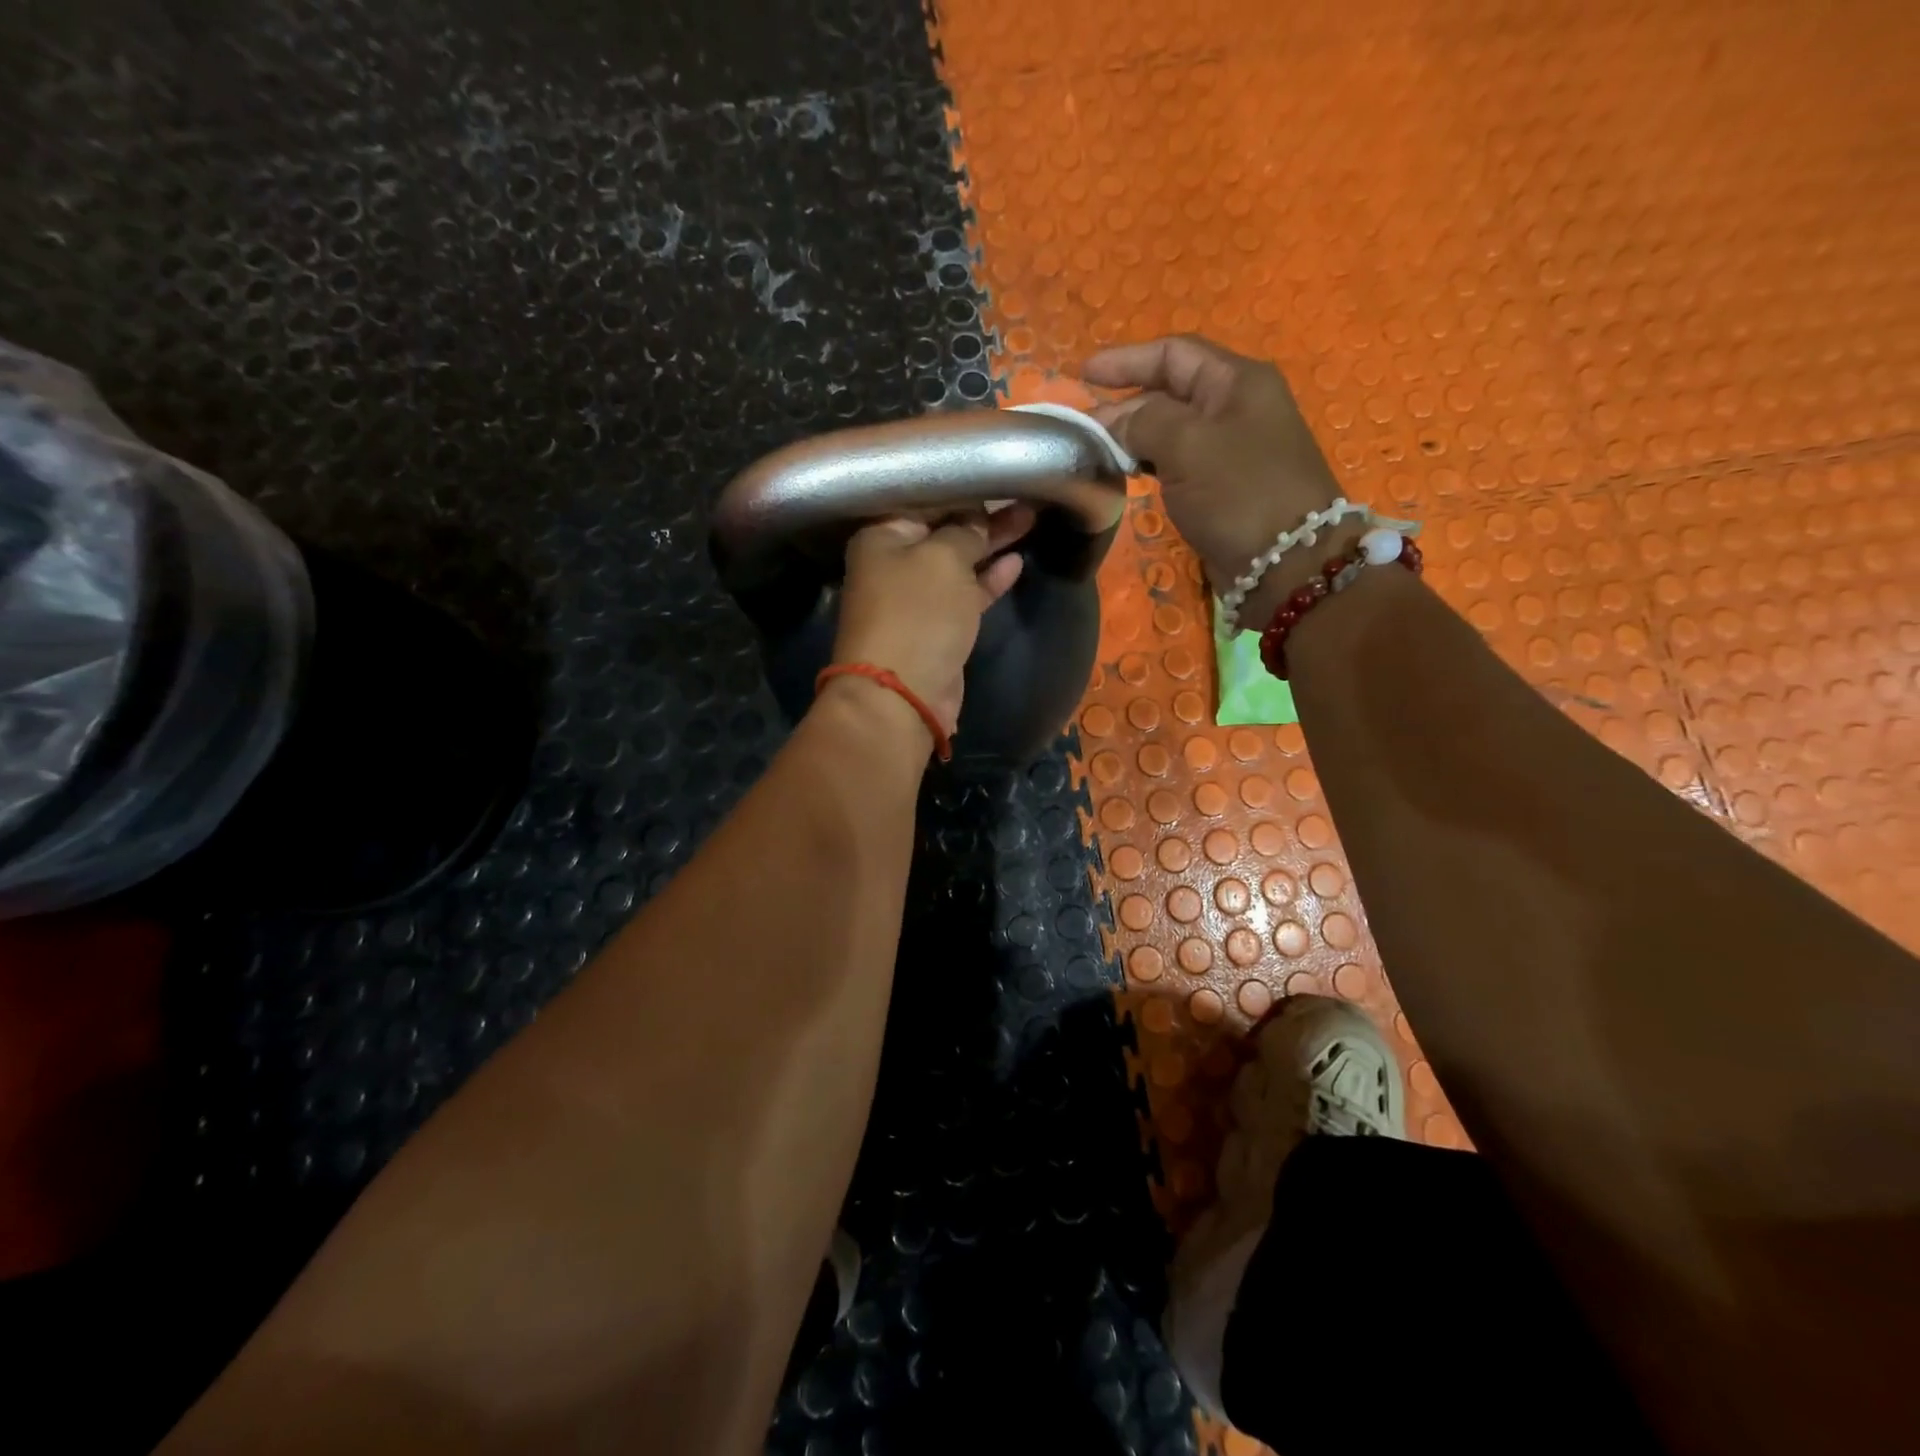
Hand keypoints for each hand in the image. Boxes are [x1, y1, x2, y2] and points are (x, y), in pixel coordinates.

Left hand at [829, 505, 1033, 738]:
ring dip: (991, 545)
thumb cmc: (918, 614)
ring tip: (1030, 519)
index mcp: (882, 536)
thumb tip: (976, 521)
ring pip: (958, 562)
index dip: (962, 488)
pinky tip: (1016, 561)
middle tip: (1024, 496)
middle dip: (982, 516)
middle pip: (943, 530)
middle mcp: (894, 563)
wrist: (904, 695)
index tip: (996, 475)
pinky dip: (988, 580)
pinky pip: (966, 593)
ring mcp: (916, 597)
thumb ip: (965, 532)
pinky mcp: (937, 626)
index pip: (924, 498)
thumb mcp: (944, 558)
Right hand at [1084, 335, 1351, 620]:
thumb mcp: (1187, 445)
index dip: (1126, 360)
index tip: (1083, 375)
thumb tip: (1114, 422)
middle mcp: (1235, 408)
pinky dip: (1148, 464)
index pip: (1174, 354)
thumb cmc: (1239, 492)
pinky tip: (1125, 475)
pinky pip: (1177, 463)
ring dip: (1132, 438)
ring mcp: (1230, 449)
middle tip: (1082, 429)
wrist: (1286, 562)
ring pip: (1170, 431)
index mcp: (1236, 382)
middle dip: (1124, 405)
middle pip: (1170, 392)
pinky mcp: (1222, 487)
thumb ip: (1143, 422)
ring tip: (1096, 451)